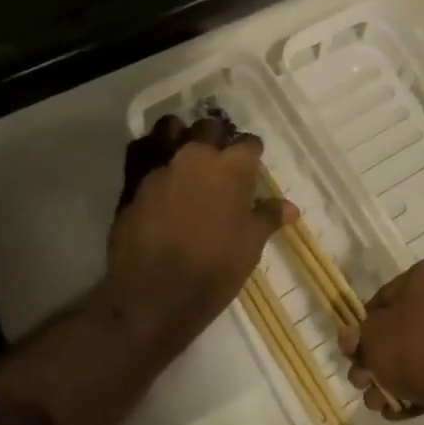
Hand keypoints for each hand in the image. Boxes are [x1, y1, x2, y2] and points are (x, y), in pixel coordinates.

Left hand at [100, 115, 293, 364]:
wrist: (152, 297)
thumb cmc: (212, 271)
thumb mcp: (250, 246)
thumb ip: (267, 217)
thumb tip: (290, 207)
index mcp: (231, 168)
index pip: (249, 143)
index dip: (252, 154)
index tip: (252, 167)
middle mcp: (196, 156)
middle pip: (210, 127)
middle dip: (217, 138)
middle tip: (220, 161)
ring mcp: (161, 164)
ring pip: (171, 128)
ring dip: (180, 135)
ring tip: (185, 155)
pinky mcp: (132, 179)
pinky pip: (141, 149)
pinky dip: (150, 151)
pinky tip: (157, 168)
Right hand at [339, 254, 423, 424]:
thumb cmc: (418, 350)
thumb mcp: (373, 337)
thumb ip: (359, 335)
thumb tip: (354, 338)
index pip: (388, 295)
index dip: (366, 326)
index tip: (356, 352)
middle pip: (410, 324)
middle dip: (383, 357)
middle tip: (364, 382)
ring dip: (400, 375)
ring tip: (380, 403)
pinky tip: (405, 408)